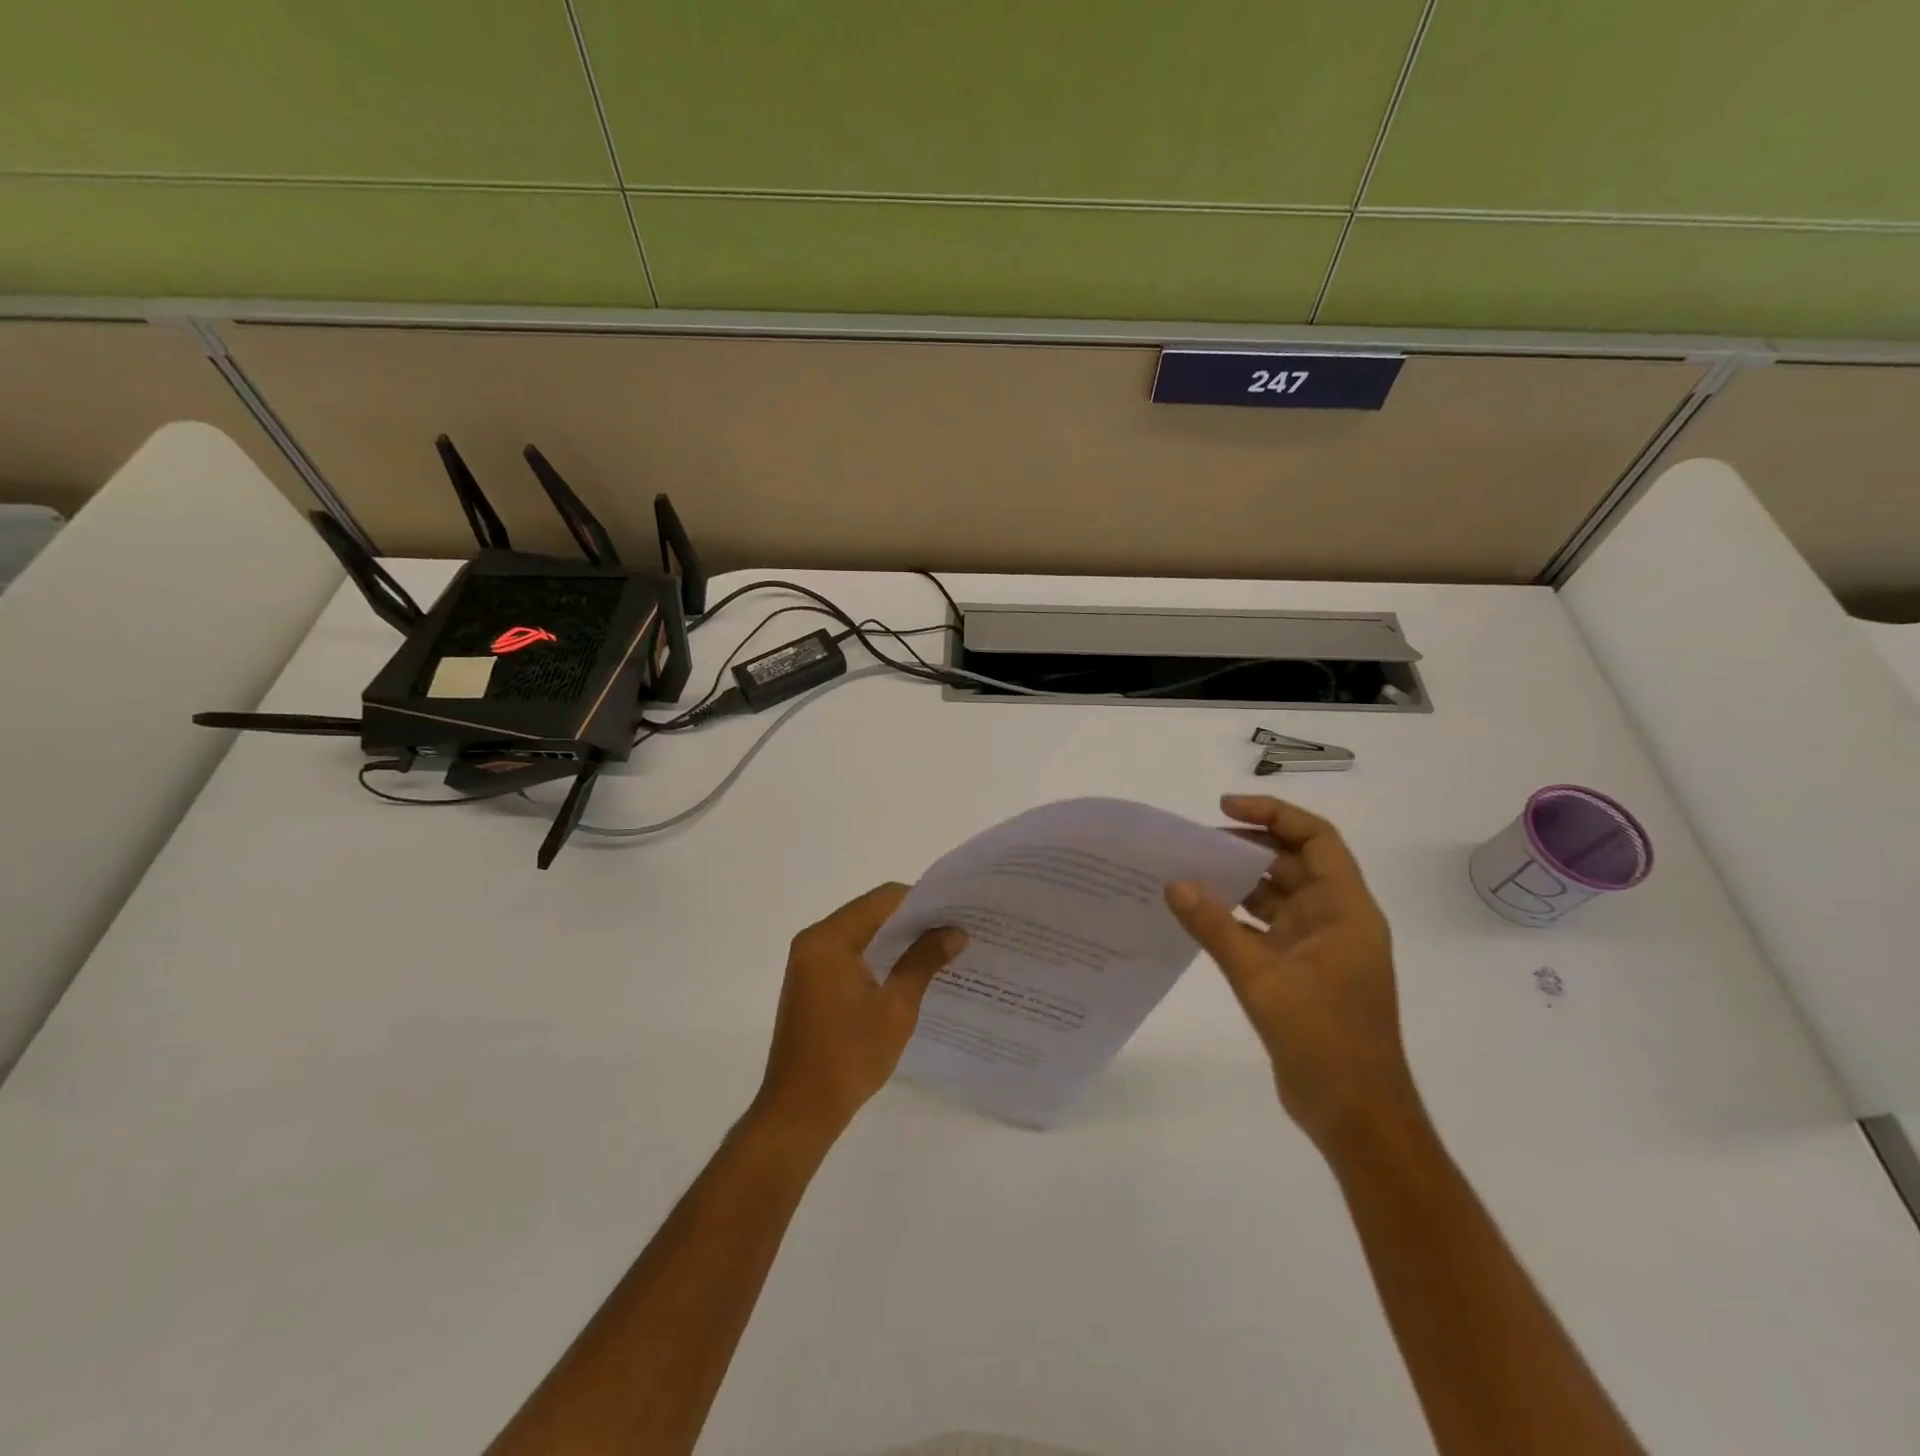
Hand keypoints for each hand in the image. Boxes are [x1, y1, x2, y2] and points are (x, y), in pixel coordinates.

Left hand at [755, 883, 966, 1142]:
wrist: (799, 1111)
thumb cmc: (849, 1055)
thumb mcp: (897, 1006)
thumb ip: (924, 960)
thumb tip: (955, 932)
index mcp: (830, 938)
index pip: (882, 899)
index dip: (922, 901)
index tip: (956, 911)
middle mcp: (814, 940)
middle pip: (870, 912)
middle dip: (912, 920)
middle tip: (954, 928)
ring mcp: (808, 962)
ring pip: (860, 933)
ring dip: (896, 939)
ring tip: (939, 947)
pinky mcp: (810, 982)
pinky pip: (849, 954)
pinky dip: (877, 956)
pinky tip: (908, 970)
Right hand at [1165, 794, 1419, 1152]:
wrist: (1356, 1116)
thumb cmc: (1324, 1039)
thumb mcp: (1262, 978)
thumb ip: (1215, 927)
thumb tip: (1174, 883)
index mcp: (1345, 911)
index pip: (1316, 839)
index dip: (1273, 815)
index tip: (1223, 809)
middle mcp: (1336, 920)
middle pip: (1293, 863)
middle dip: (1247, 847)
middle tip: (1195, 842)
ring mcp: (1319, 948)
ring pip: (1277, 896)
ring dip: (1238, 883)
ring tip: (1189, 872)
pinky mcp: (1301, 973)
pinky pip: (1265, 928)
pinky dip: (1236, 917)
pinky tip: (1199, 915)